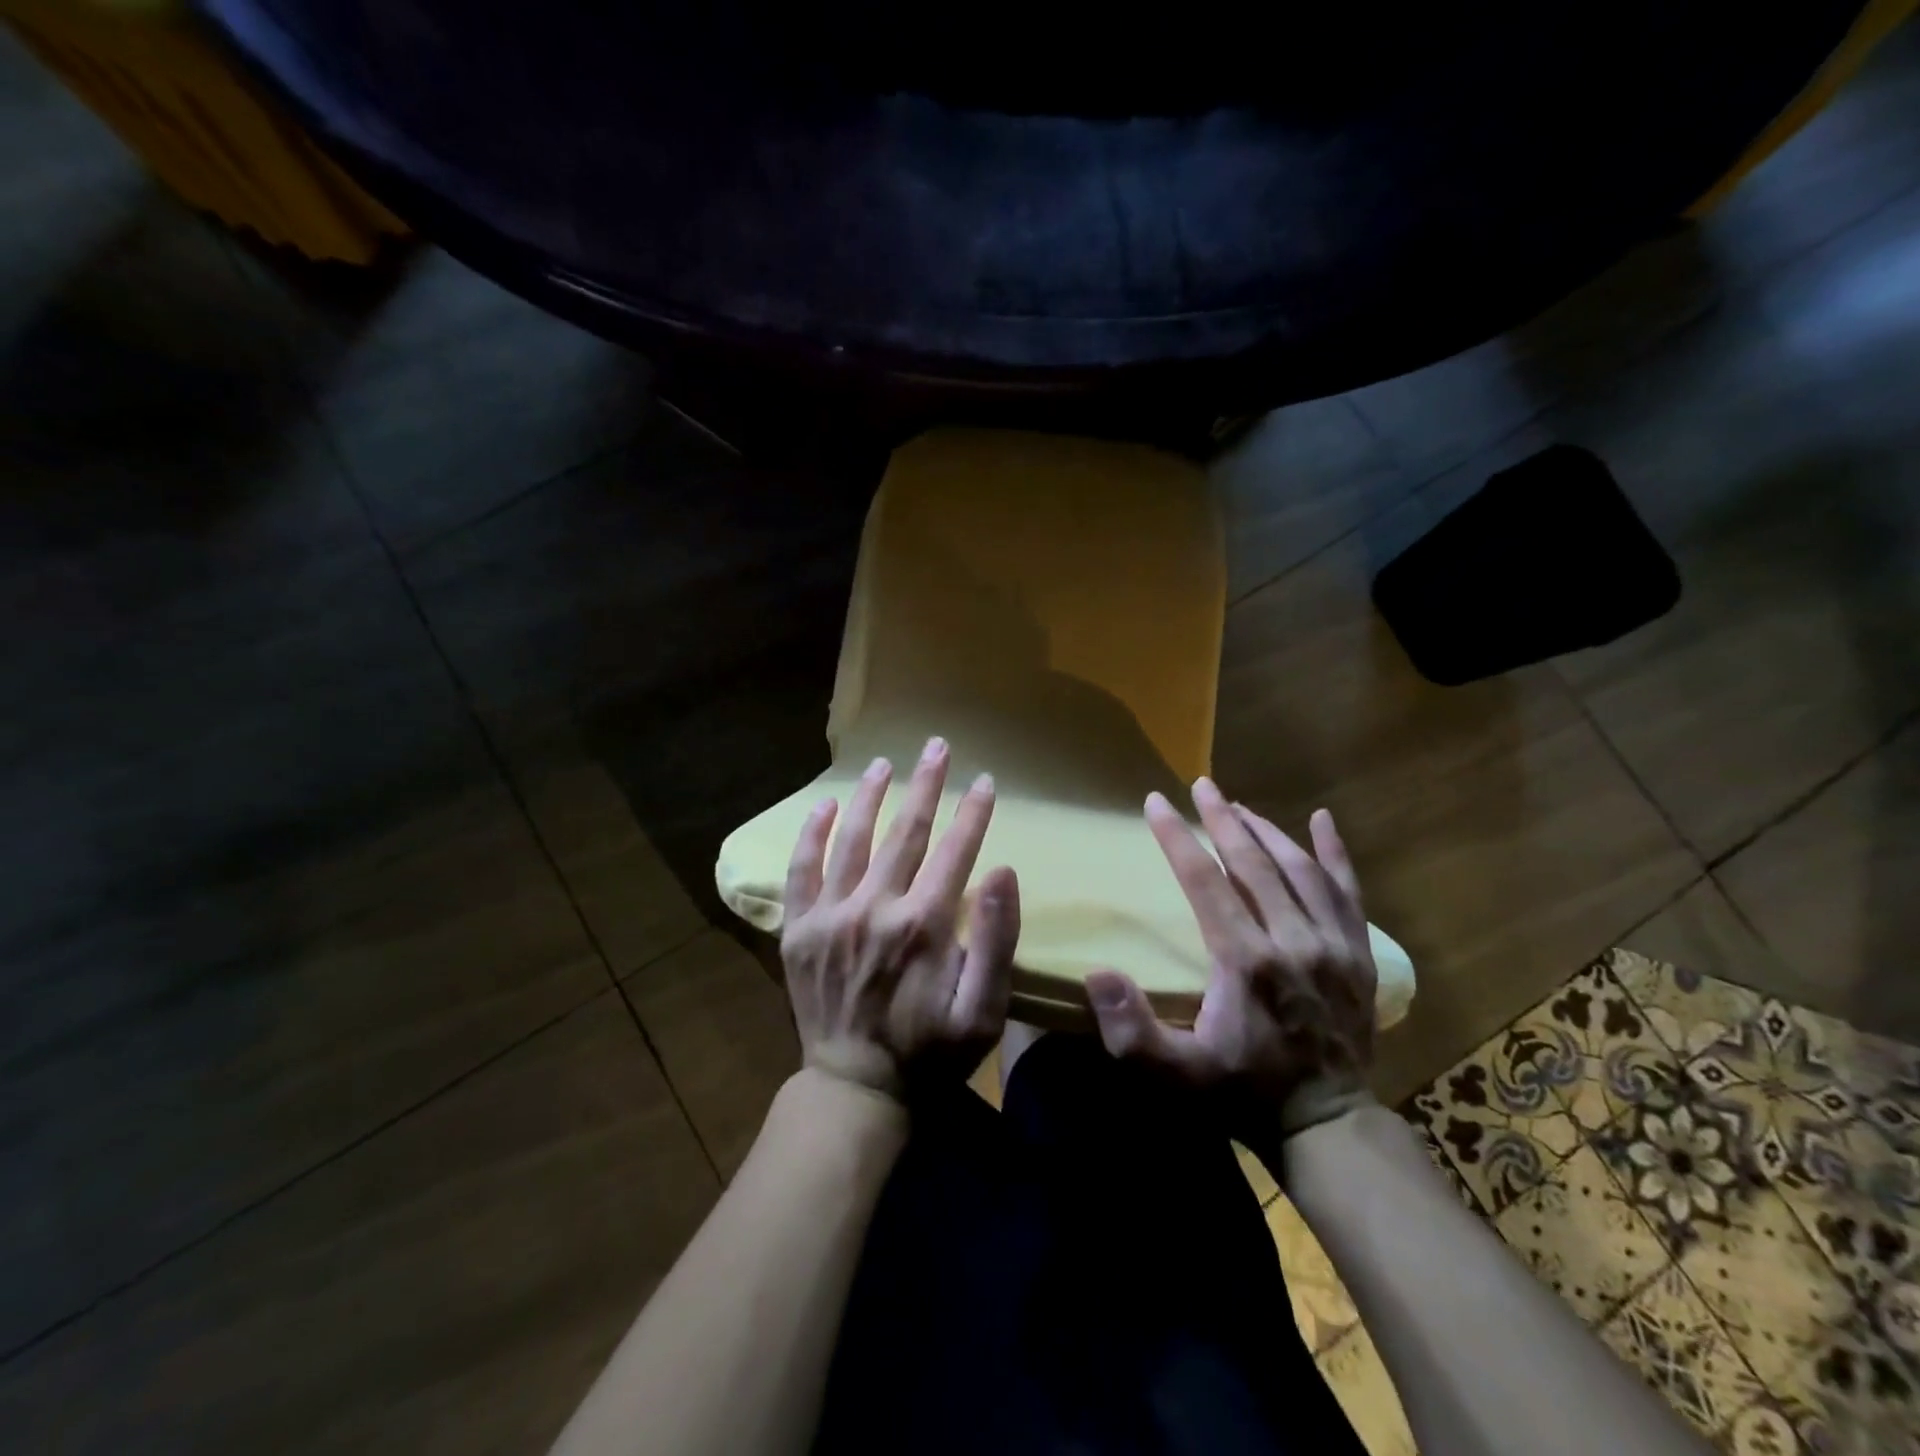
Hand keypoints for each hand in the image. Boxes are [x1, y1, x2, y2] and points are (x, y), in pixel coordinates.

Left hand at [780, 737, 1020, 1098]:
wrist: (856, 1089)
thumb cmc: (931, 1052)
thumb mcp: (985, 1011)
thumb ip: (998, 941)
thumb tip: (1003, 871)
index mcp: (924, 925)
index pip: (956, 850)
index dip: (973, 812)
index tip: (985, 781)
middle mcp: (875, 908)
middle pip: (906, 831)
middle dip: (927, 784)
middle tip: (937, 746)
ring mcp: (830, 916)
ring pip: (852, 838)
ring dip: (870, 795)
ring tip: (883, 762)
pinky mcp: (797, 930)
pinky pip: (801, 870)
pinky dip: (811, 834)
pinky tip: (823, 805)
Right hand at [1085, 779, 1377, 1144]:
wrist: (1329, 1126)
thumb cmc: (1242, 1094)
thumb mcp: (1177, 1075)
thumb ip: (1132, 1031)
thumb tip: (1097, 973)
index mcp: (1246, 961)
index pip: (1206, 879)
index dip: (1177, 837)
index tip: (1156, 802)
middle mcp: (1293, 940)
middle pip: (1254, 862)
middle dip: (1223, 818)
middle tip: (1201, 786)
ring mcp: (1334, 945)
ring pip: (1299, 869)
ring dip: (1267, 831)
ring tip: (1239, 806)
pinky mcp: (1359, 955)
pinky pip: (1348, 891)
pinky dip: (1334, 852)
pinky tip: (1322, 821)